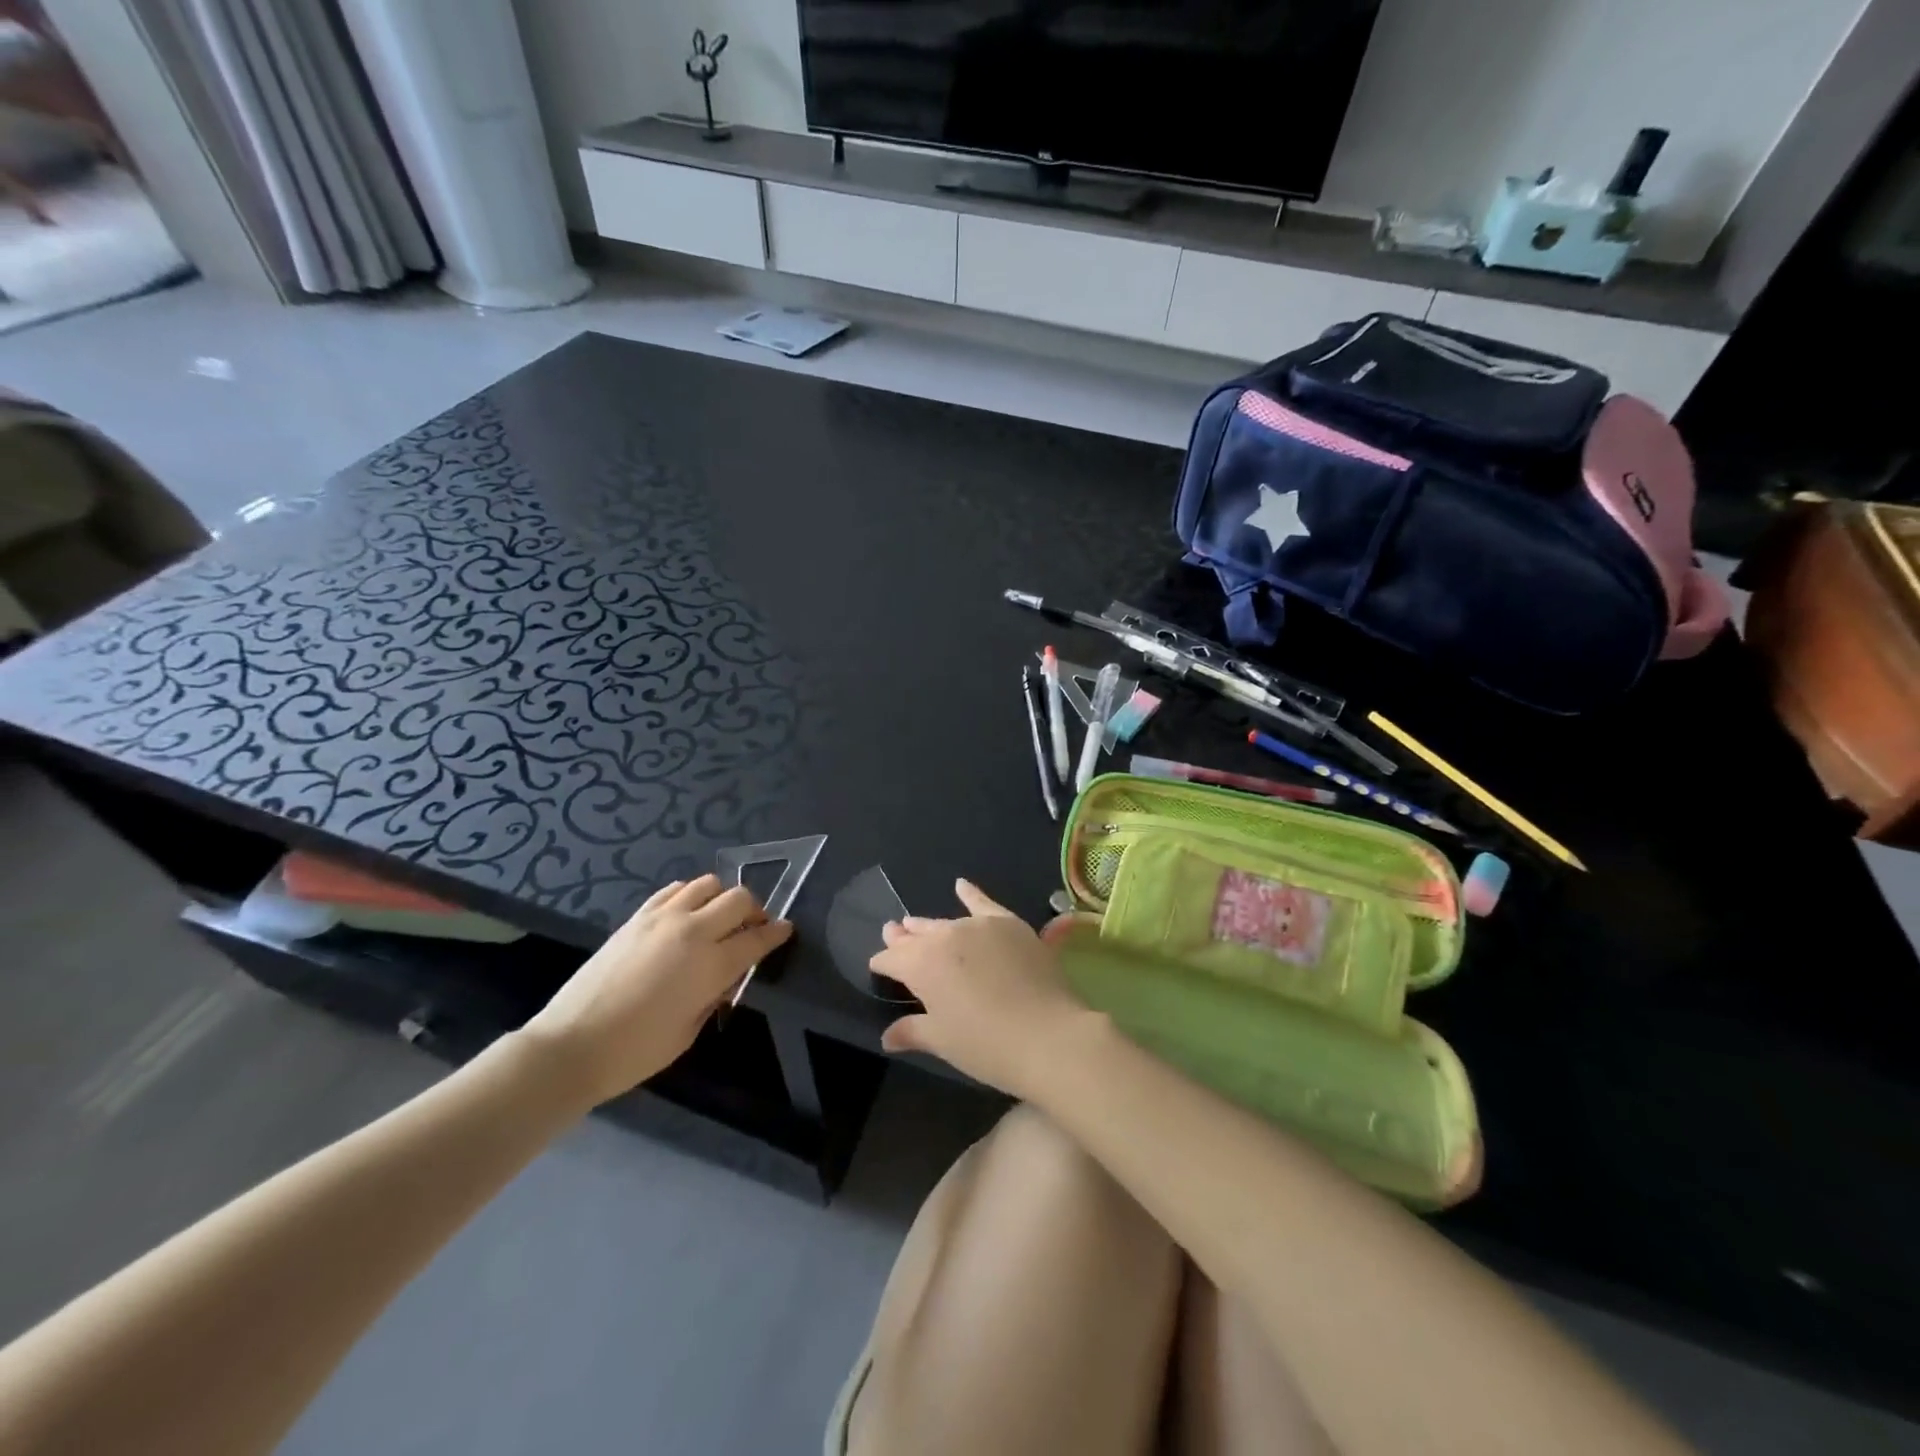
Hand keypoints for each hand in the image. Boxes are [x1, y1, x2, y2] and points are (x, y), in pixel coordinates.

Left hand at [521, 875, 791, 1104]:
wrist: (572, 1045)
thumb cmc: (636, 1051)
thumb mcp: (689, 1030)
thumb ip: (714, 994)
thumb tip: (725, 975)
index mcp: (710, 965)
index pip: (757, 939)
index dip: (776, 933)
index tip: (786, 930)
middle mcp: (691, 931)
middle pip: (738, 899)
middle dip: (754, 910)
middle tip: (752, 928)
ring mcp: (662, 918)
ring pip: (707, 884)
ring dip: (721, 898)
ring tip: (717, 919)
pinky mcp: (637, 917)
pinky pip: (674, 889)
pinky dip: (689, 896)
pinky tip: (686, 915)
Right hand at [870, 879, 1091, 1099]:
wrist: (1048, 1035)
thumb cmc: (987, 1046)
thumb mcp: (943, 1042)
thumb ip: (913, 1031)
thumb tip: (888, 1036)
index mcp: (921, 965)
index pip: (892, 959)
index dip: (883, 963)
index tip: (878, 966)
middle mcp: (945, 937)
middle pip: (918, 935)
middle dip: (903, 938)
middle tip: (893, 933)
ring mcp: (979, 926)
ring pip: (946, 922)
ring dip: (929, 925)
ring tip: (915, 923)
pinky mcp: (1009, 924)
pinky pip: (984, 903)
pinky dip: (971, 894)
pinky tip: (961, 884)